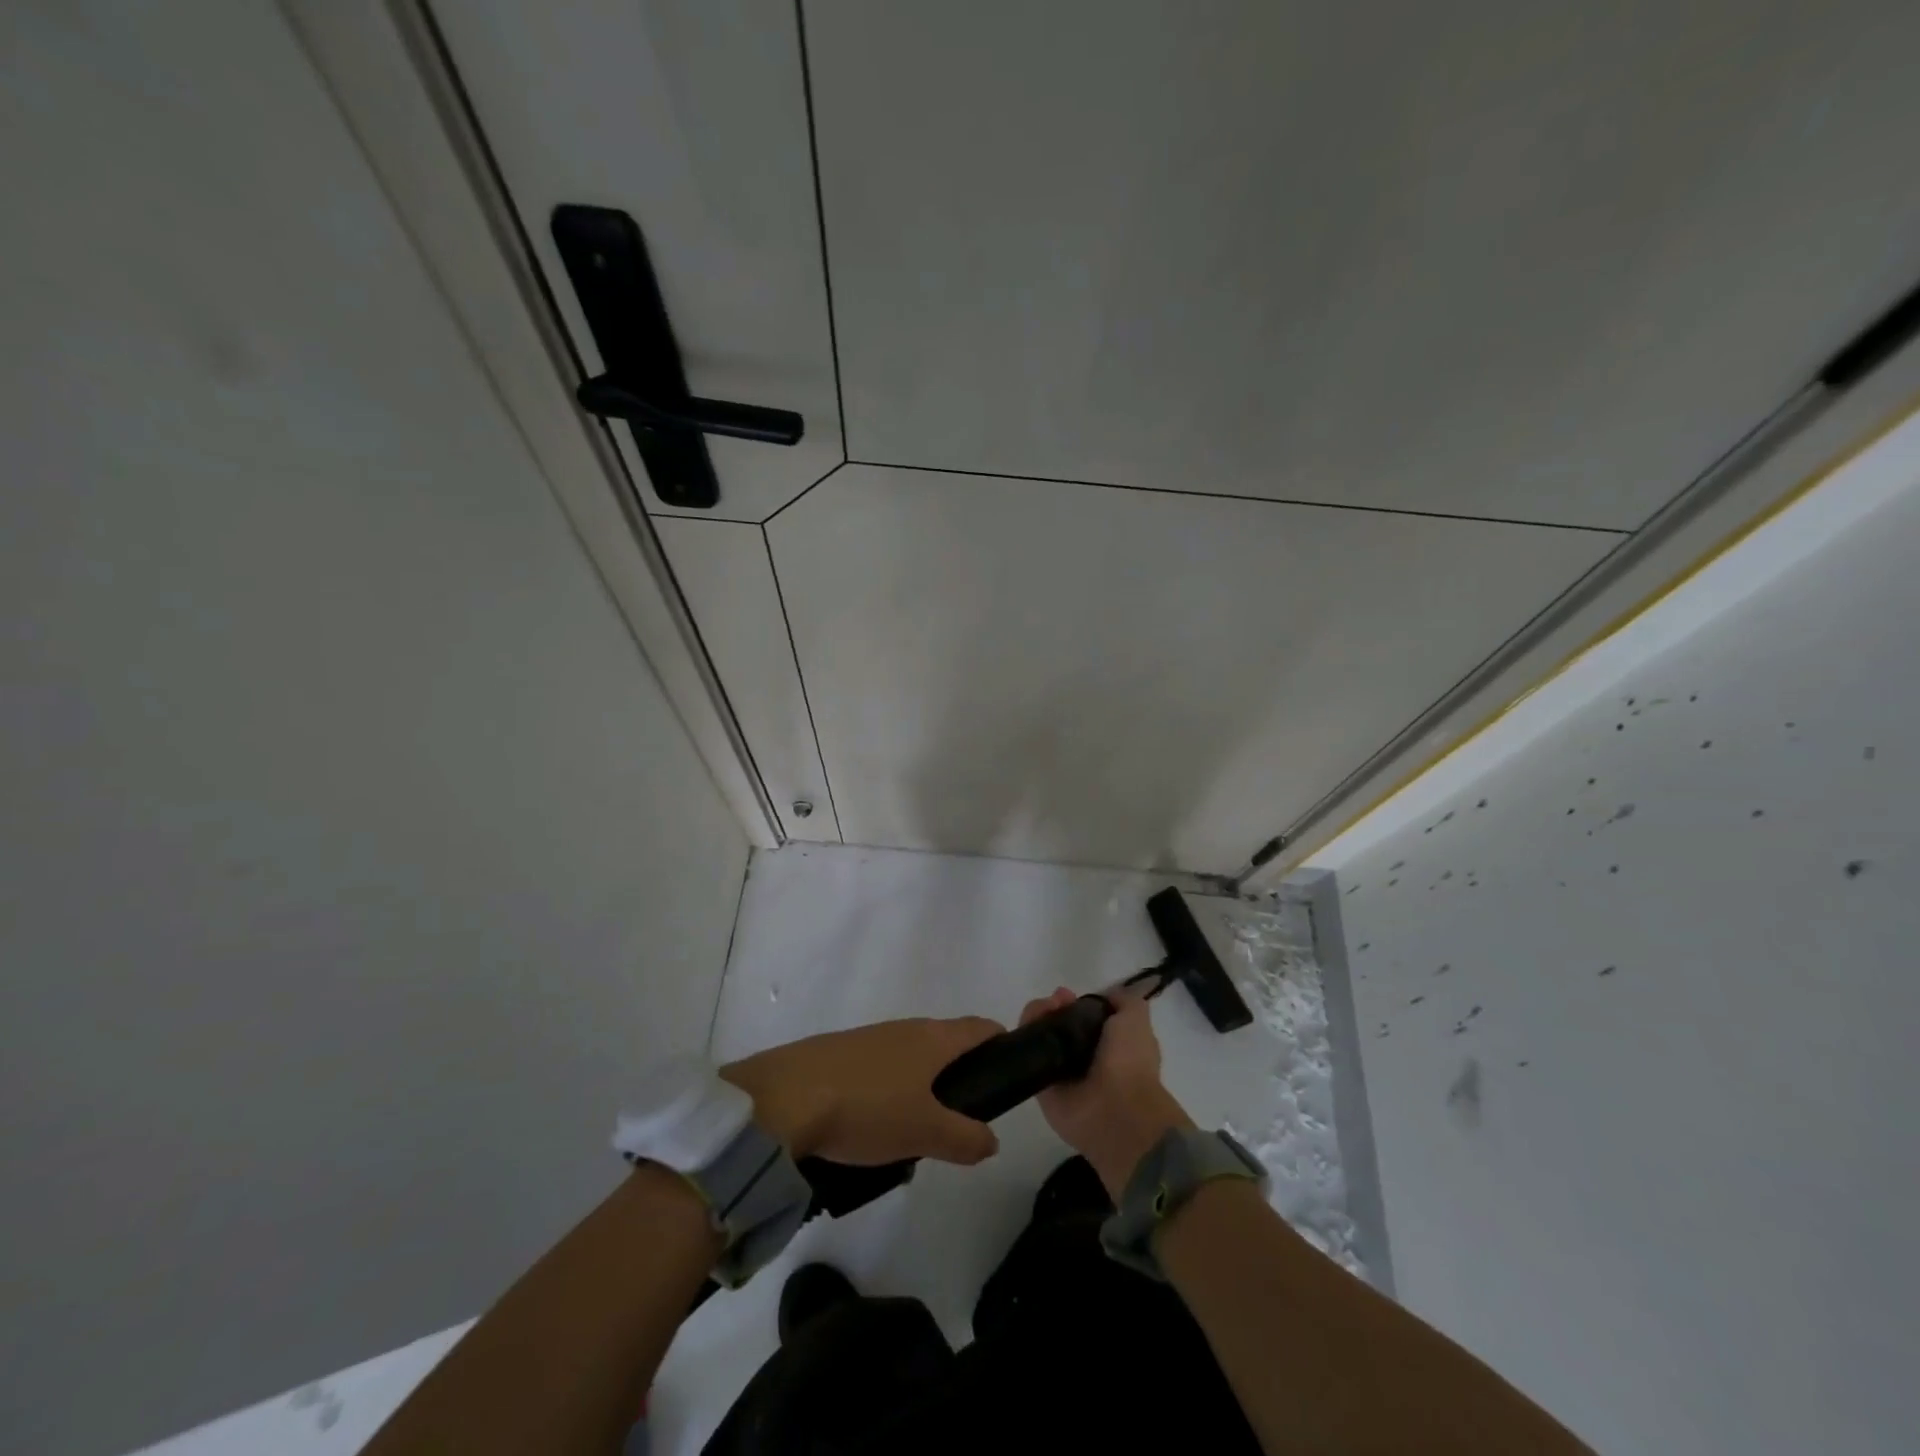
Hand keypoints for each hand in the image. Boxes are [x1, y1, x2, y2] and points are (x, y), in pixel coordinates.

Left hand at [720, 1016, 1004, 1165]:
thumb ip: (965, 1137)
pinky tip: (874, 1122)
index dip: (999, 1043)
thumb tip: (992, 1140)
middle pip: (945, 1041)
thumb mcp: (925, 1132)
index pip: (979, 1028)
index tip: (1008, 1069)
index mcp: (933, 1038)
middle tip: (962, 1116)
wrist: (784, 1098)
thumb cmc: (869, 1108)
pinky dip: (888, 1088)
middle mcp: (905, 1028)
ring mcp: (869, 1038)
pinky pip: (879, 1067)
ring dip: (921, 1084)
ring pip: (910, 1055)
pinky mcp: (838, 1053)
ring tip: (917, 1128)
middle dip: (959, 1072)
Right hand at [1022, 986, 1193, 1196]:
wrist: (1116, 1111)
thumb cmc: (1130, 1062)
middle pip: (1060, 1022)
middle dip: (1054, 1005)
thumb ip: (1123, 1001)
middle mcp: (1085, 1057)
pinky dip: (1024, 1035)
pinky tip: (1028, 1025)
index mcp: (1111, 1044)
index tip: (1069, 995)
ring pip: (1042, 1034)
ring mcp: (1061, 1071)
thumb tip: (1105, 996)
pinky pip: (1027, 1054)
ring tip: (1041, 1011)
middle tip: (1055, 1002)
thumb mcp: (1136, 1019)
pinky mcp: (1040, 1084)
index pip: (1085, 1017)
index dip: (1076, 1002)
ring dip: (1037, 1015)